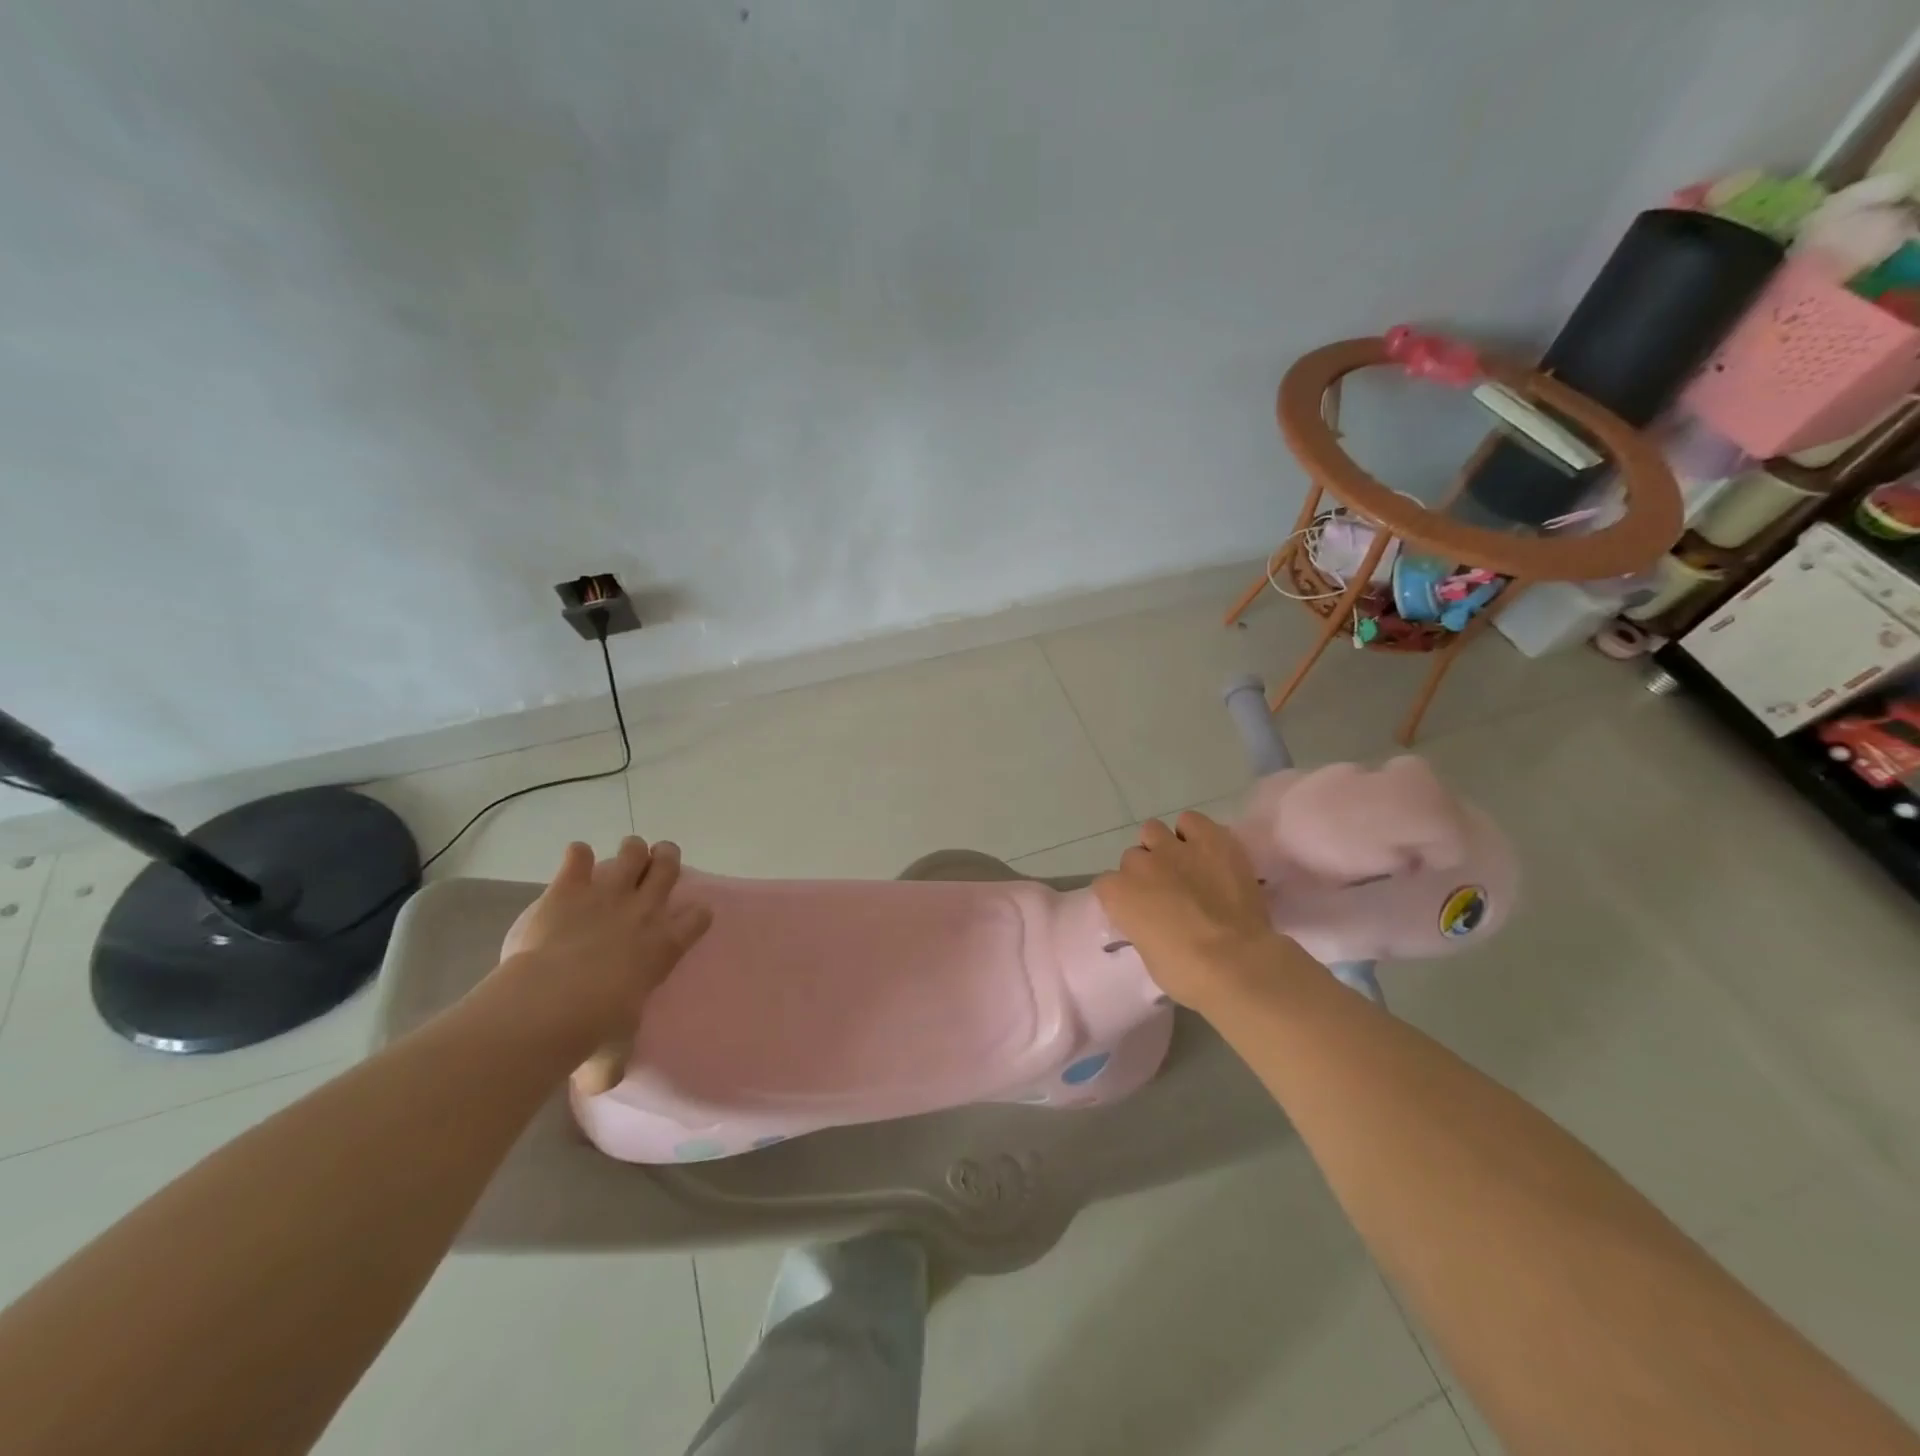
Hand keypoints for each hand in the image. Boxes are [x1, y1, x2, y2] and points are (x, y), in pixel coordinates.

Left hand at [488, 837, 711, 1089]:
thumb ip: (612, 1063)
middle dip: (667, 859)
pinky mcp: (568, 888)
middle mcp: (643, 912)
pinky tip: (574, 860)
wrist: (551, 1005)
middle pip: (668, 868)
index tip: (693, 915)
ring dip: (631, 851)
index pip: (698, 917)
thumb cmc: (593, 1031)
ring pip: (631, 853)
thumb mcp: (613, 1055)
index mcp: (665, 947)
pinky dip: (576, 856)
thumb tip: (601, 1081)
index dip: (697, 914)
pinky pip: (576, 857)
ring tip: (627, 854)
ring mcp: (607, 894)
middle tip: (662, 860)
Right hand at [1094, 811, 1299, 1009]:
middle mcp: (1139, 864)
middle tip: (1167, 893)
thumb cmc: (1186, 973)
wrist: (1236, 962)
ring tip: (1184, 866)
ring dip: (1163, 847)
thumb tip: (1154, 919)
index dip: (1124, 897)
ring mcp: (1174, 848)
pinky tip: (1206, 851)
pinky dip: (1195, 832)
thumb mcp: (1149, 953)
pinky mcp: (1210, 839)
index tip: (1140, 912)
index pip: (1107, 885)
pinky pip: (1191, 820)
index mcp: (1117, 895)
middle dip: (1146, 872)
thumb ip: (1142, 925)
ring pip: (1153, 830)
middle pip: (1132, 858)